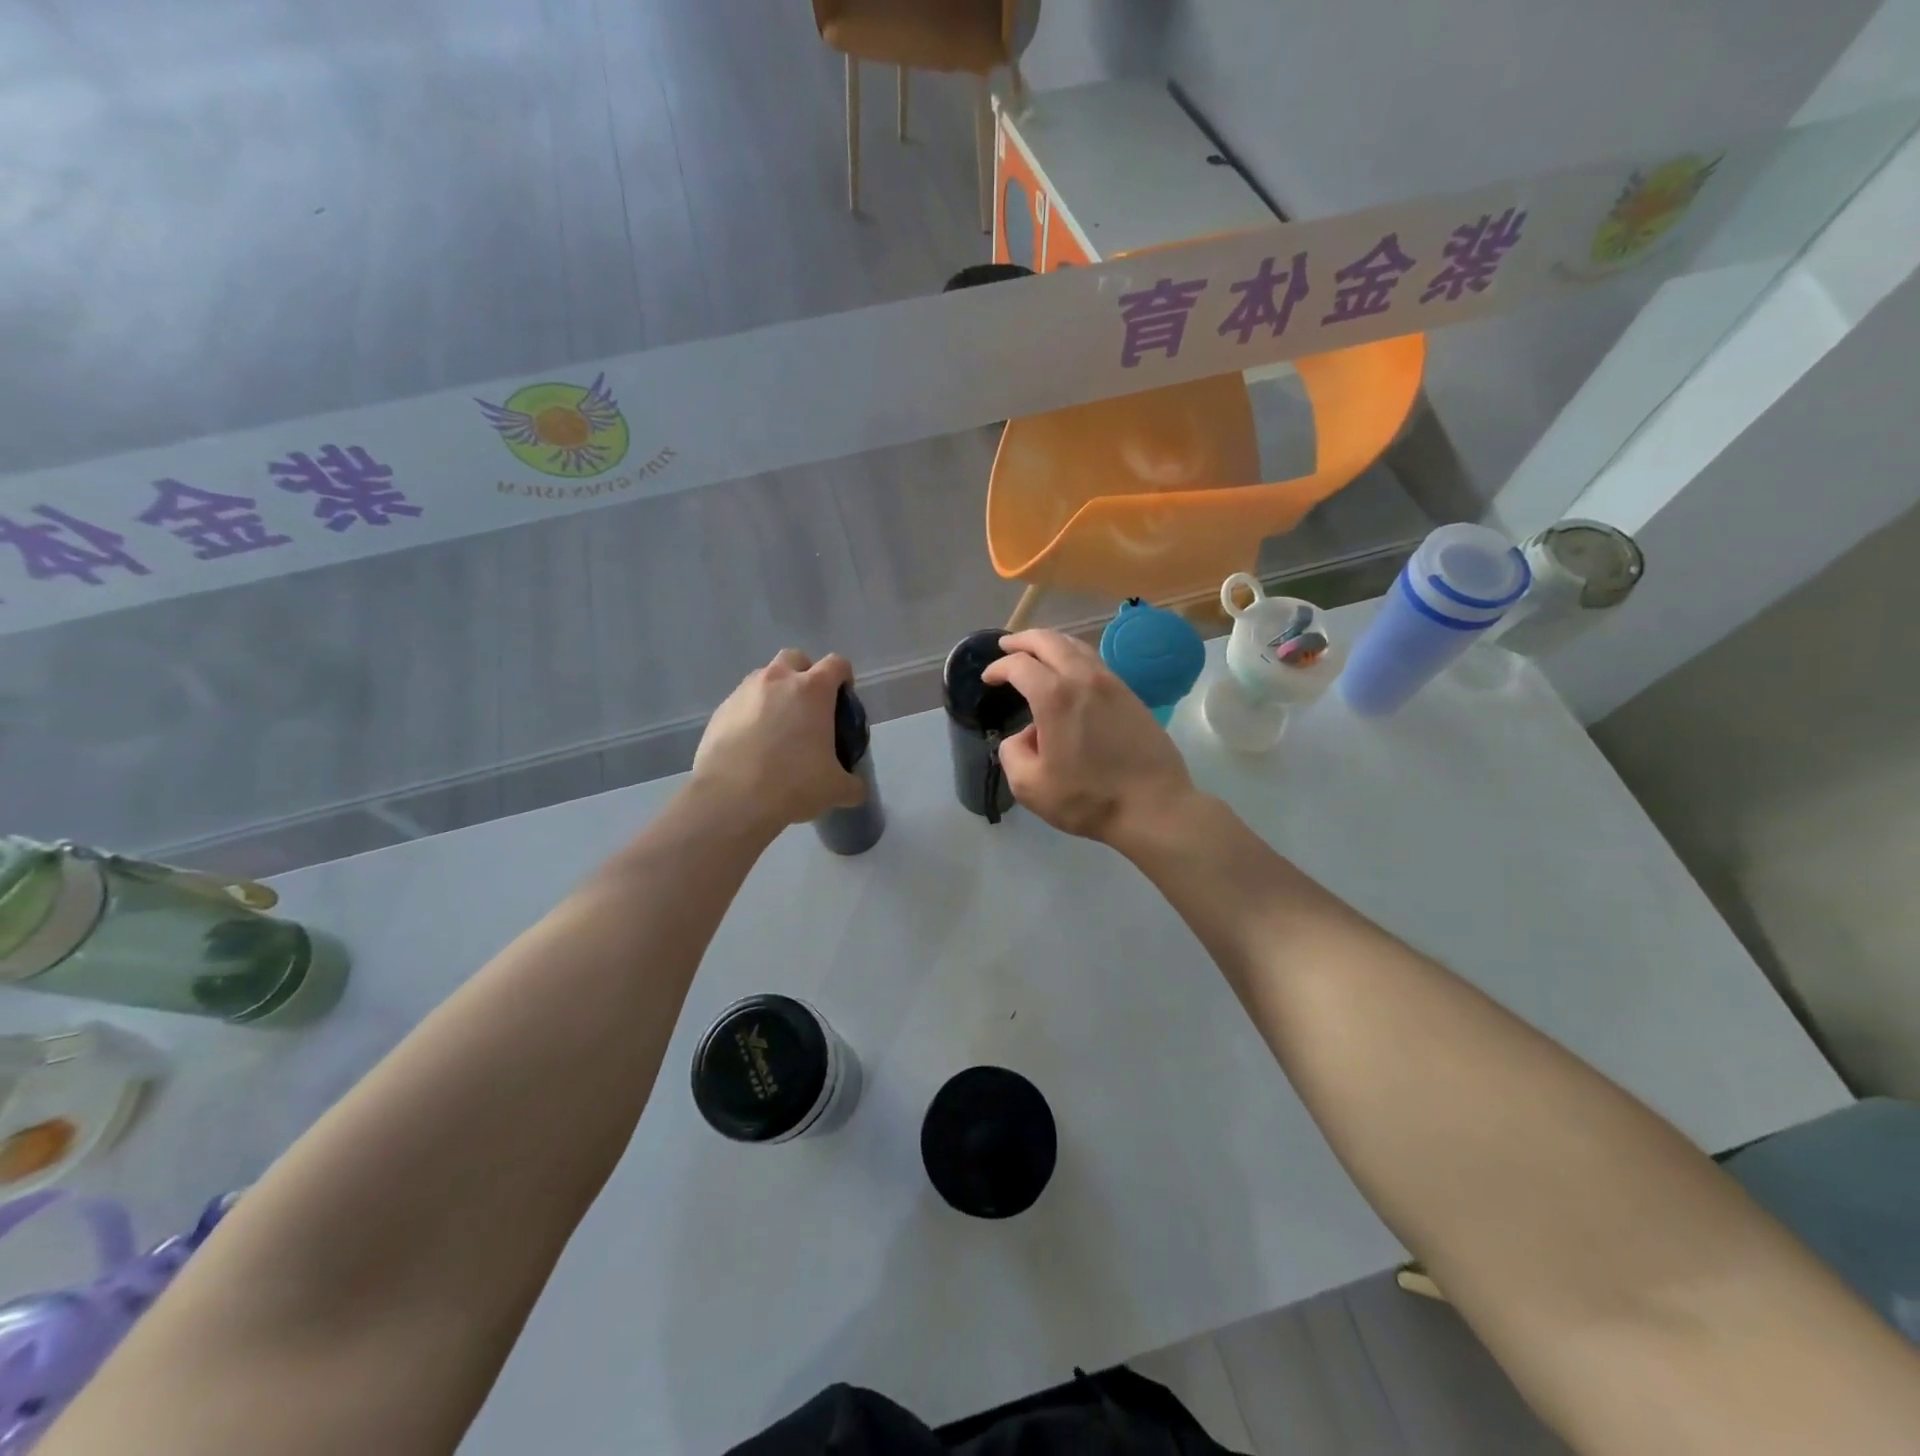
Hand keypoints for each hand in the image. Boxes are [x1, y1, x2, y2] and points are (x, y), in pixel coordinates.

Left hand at [691, 649, 864, 834]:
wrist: (732, 798)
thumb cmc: (794, 784)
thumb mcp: (835, 788)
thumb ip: (852, 784)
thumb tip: (856, 790)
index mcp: (813, 689)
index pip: (837, 664)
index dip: (844, 678)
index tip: (843, 700)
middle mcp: (778, 680)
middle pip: (796, 658)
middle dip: (805, 674)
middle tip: (809, 708)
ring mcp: (744, 692)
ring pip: (764, 677)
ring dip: (775, 692)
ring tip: (778, 728)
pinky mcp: (720, 710)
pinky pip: (742, 702)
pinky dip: (751, 714)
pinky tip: (752, 745)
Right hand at [981, 629, 1196, 845]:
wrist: (1154, 806)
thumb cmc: (1088, 798)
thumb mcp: (1030, 786)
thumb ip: (1013, 753)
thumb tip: (1027, 736)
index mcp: (1055, 696)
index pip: (1019, 665)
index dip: (998, 668)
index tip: (988, 678)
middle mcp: (1083, 678)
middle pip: (1049, 641)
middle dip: (1023, 640)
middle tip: (1006, 646)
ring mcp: (1112, 683)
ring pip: (1076, 645)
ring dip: (1051, 643)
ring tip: (1037, 653)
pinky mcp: (1130, 694)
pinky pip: (1095, 661)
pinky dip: (1073, 656)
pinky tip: (1069, 672)